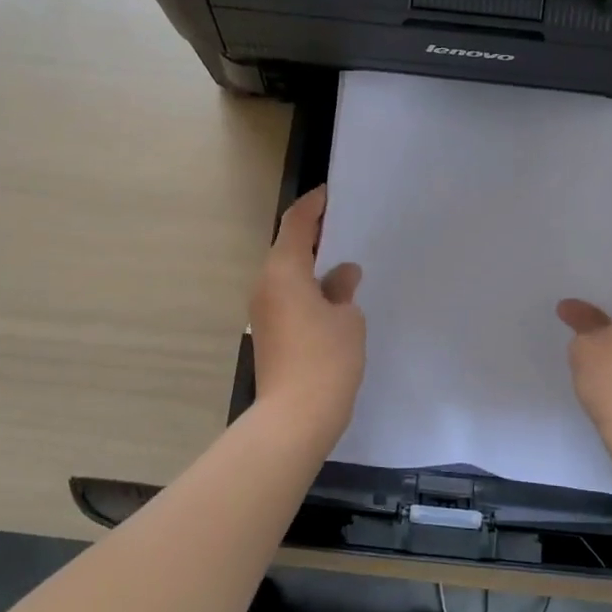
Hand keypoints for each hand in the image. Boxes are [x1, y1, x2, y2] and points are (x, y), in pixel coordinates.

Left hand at [250, 187, 365, 442]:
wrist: (294, 417)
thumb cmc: (326, 360)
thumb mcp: (347, 319)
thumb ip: (343, 289)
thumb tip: (341, 275)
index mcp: (284, 270)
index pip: (296, 223)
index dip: (314, 205)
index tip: (331, 194)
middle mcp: (266, 284)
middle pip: (288, 247)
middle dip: (314, 235)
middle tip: (345, 228)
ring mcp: (263, 310)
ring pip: (287, 274)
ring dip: (311, 265)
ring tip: (343, 263)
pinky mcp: (268, 333)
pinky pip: (287, 296)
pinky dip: (306, 288)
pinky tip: (332, 298)